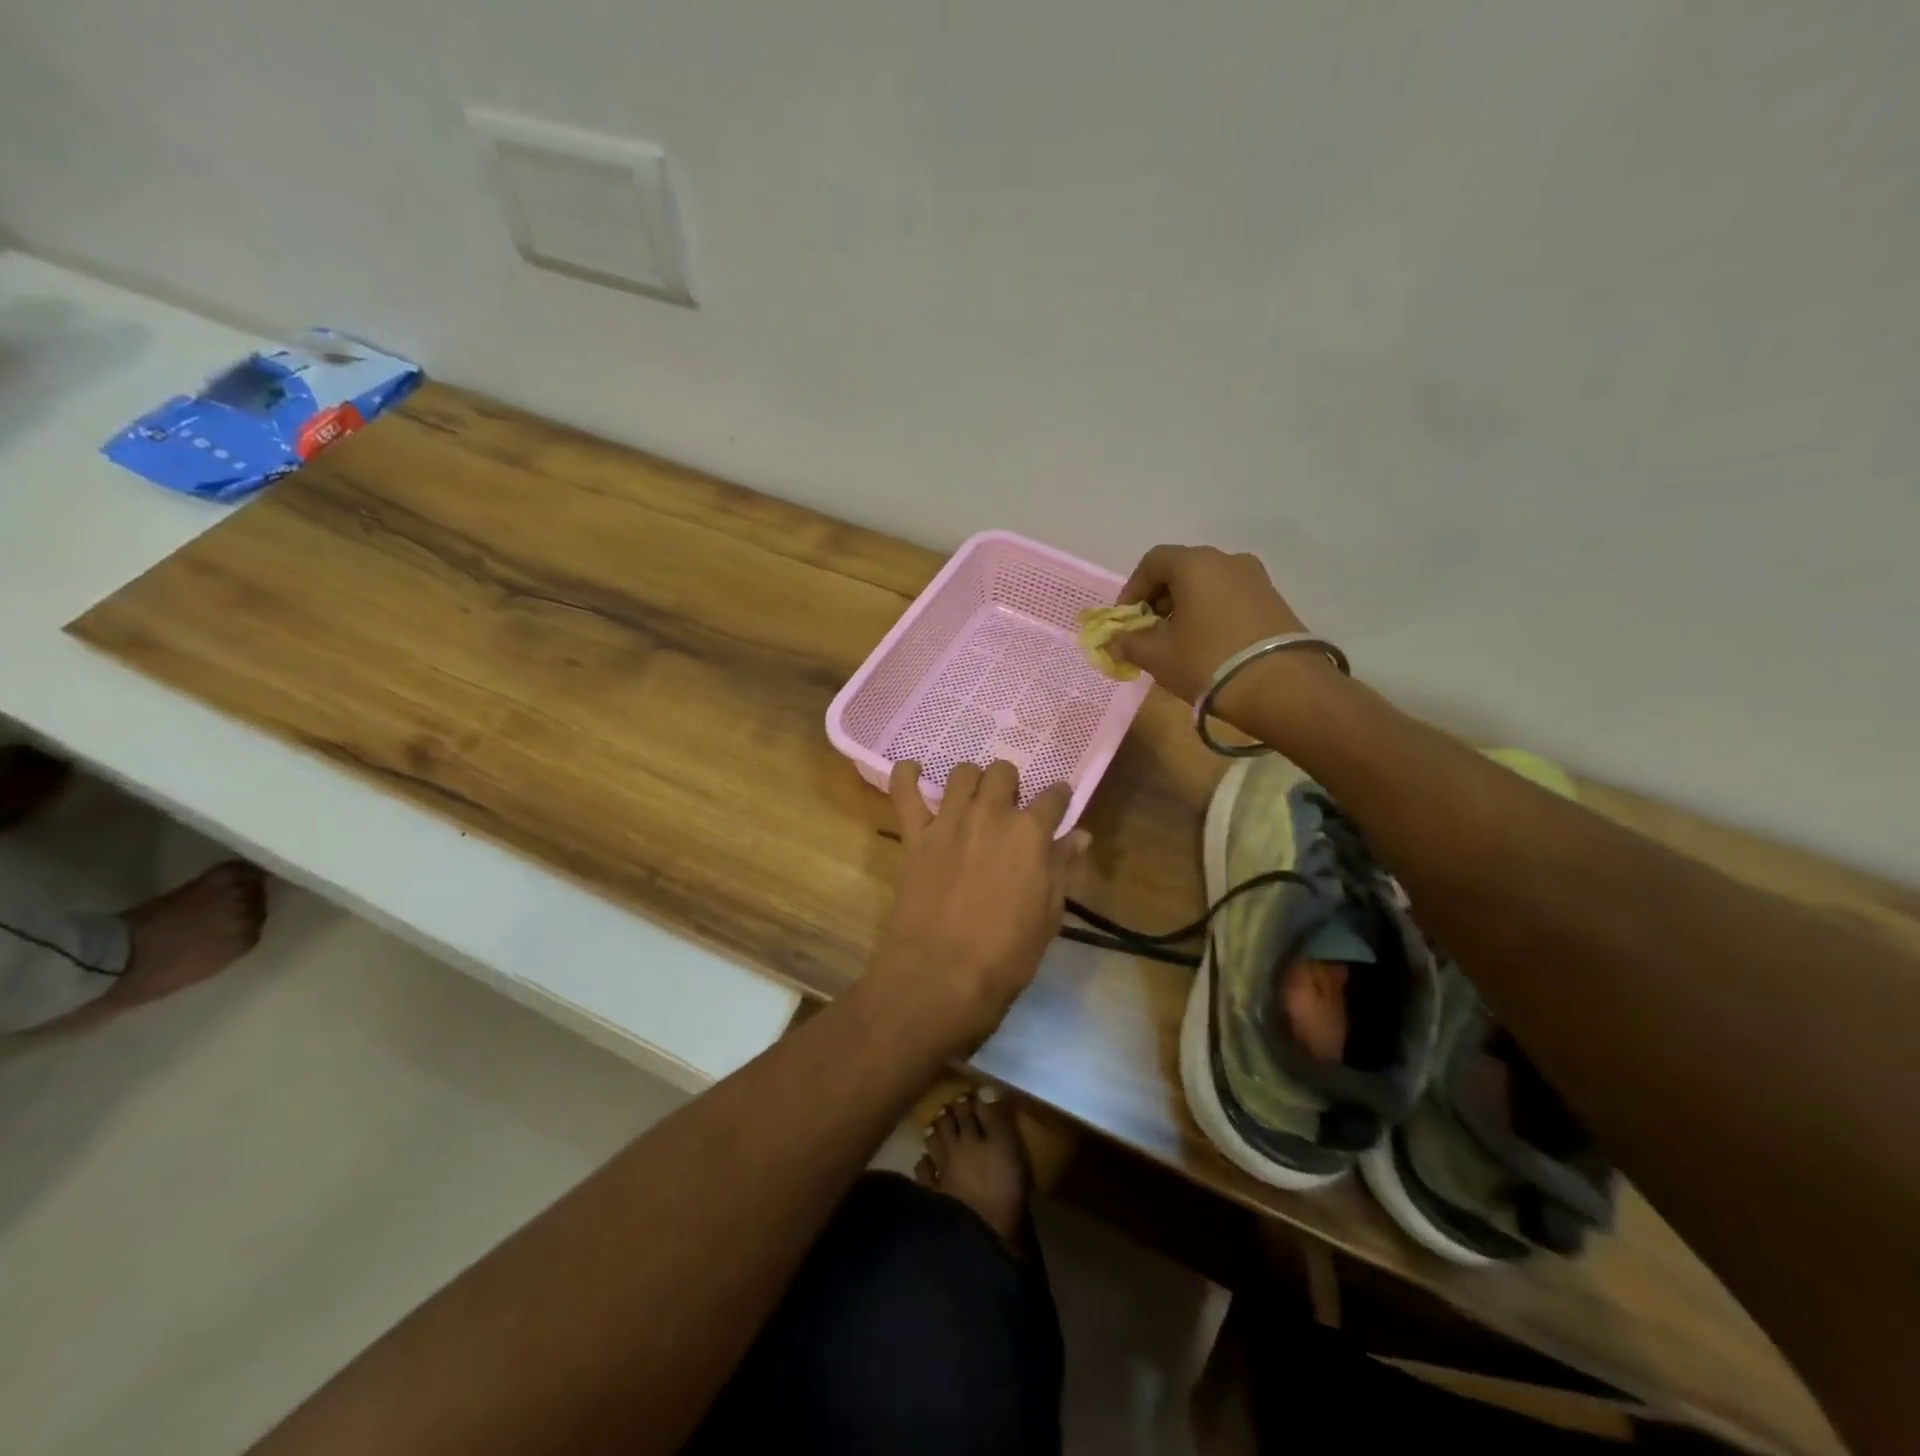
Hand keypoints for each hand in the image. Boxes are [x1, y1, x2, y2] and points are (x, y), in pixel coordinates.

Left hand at [870, 760, 1089, 1054]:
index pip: (1054, 797)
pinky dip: (906, 775)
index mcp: (1030, 833)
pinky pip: (904, 791)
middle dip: (1011, 784)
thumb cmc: (1006, 954)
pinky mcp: (915, 834)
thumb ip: (1062, 867)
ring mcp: (950, 821)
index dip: (1059, 797)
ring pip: (963, 773)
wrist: (941, 974)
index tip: (1058, 803)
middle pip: (1004, 772)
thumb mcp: (1049, 915)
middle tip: (1009, 807)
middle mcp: (991, 814)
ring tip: (972, 798)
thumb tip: (1080, 836)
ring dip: (972, 781)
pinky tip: (913, 771)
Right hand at [1111, 545, 1315, 720]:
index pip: (1153, 561)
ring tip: (1178, 643)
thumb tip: (1113, 642)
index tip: (1126, 621)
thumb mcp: (1158, 655)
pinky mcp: (1274, 602)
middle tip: (1149, 633)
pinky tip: (1207, 647)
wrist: (1281, 687)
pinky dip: (1212, 615)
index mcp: (1195, 564)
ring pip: (1208, 586)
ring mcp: (1256, 580)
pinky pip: (1231, 600)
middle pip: (1182, 571)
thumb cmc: (1207, 661)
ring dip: (1186, 609)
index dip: (1133, 589)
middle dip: (1159, 600)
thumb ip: (1129, 643)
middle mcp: (1227, 561)